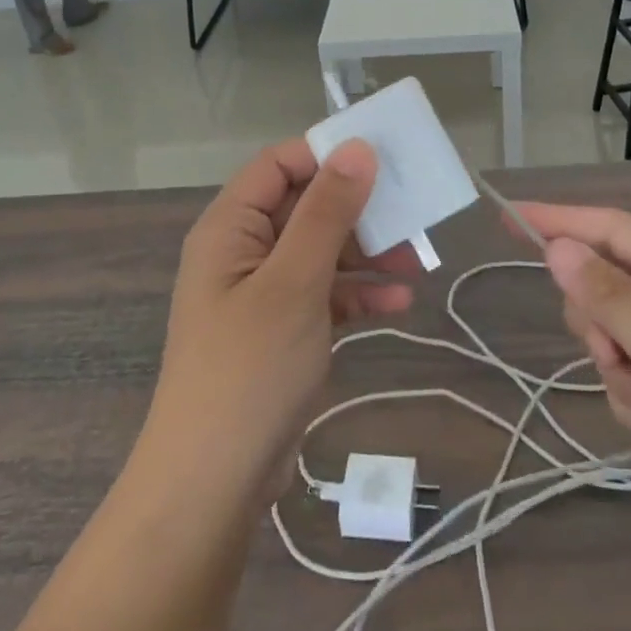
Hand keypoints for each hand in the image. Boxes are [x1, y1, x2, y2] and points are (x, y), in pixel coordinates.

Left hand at [143, 139, 417, 506]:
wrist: (214, 482)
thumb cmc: (250, 368)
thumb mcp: (294, 282)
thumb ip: (327, 213)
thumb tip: (356, 148)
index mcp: (231, 227)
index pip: (279, 165)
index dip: (327, 156)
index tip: (382, 160)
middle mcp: (242, 251)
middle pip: (305, 207)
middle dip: (358, 210)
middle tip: (411, 212)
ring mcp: (262, 293)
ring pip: (320, 252)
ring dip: (365, 254)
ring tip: (415, 261)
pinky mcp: (281, 330)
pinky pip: (323, 294)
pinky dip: (357, 294)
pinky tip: (398, 302)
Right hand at [517, 203, 630, 540]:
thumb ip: (605, 294)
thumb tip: (557, 246)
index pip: (613, 228)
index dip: (559, 220)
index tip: (508, 215)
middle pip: (605, 282)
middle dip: (602, 324)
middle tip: (619, 355)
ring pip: (611, 330)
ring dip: (620, 366)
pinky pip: (627, 367)